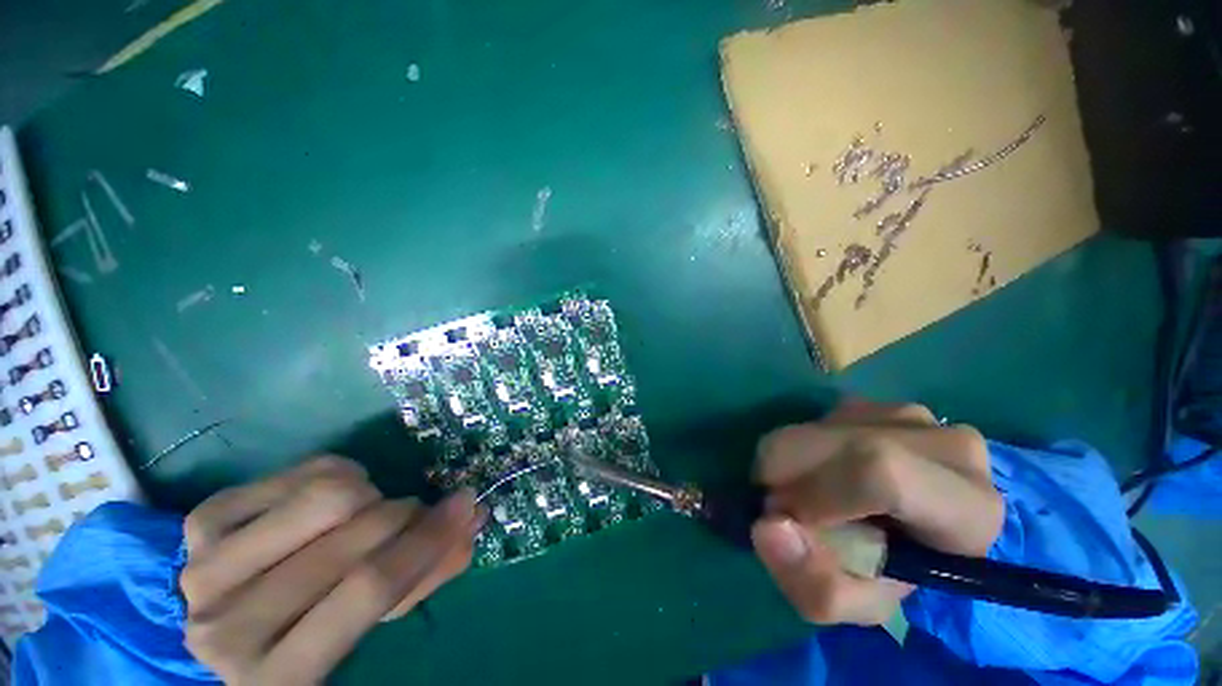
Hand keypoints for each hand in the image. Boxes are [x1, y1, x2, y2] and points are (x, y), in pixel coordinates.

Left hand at [180, 456, 483, 684]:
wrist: (229, 623)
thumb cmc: (312, 635)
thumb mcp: (371, 628)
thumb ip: (424, 576)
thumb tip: (471, 520)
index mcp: (276, 674)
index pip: (368, 589)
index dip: (426, 542)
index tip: (465, 506)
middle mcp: (229, 621)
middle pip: (354, 535)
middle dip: (406, 515)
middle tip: (415, 517)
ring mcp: (206, 565)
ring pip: (329, 494)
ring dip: (372, 495)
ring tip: (367, 514)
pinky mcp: (204, 519)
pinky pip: (305, 471)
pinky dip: (341, 474)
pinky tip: (331, 502)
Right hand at [751, 400, 1003, 625]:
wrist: (918, 529)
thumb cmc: (897, 573)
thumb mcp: (862, 605)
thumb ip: (818, 588)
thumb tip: (767, 526)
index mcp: (968, 505)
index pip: (881, 473)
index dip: (819, 491)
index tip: (787, 518)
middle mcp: (942, 442)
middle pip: (831, 443)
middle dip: (784, 477)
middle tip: (786, 511)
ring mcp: (905, 414)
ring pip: (812, 430)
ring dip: (789, 465)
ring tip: (812, 497)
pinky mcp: (873, 403)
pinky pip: (812, 422)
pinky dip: (799, 451)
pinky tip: (824, 473)